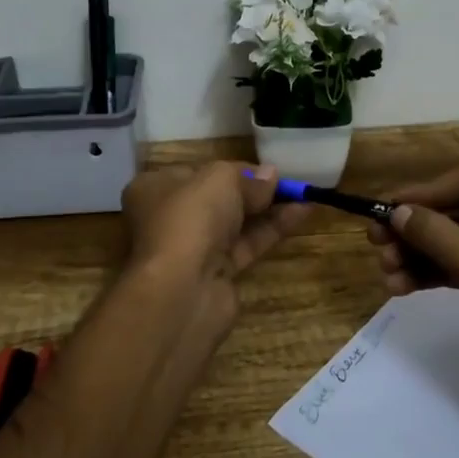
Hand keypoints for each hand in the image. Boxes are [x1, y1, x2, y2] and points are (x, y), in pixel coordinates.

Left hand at [122, 162, 308, 289]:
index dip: (231, 168)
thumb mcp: (220, 180)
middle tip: (287, 181)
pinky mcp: (214, 274)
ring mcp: (191, 249)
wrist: (182, 289)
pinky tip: (301, 214)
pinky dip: (271, 230)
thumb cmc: (191, 218)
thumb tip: (270, 175)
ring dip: (268, 209)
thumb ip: (248, 177)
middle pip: (217, 198)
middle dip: (253, 189)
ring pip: (235, 223)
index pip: (196, 172)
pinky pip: (246, 245)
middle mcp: (168, 218)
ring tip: (304, 194)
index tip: (263, 168)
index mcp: (154, 188)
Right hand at [367, 165, 458, 416]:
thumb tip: (396, 211)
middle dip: (419, 228)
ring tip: (385, 271)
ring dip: (420, 253)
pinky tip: (401, 286)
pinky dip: (433, 272)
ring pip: (458, 238)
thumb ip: (438, 236)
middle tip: (376, 241)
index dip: (428, 192)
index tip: (387, 206)